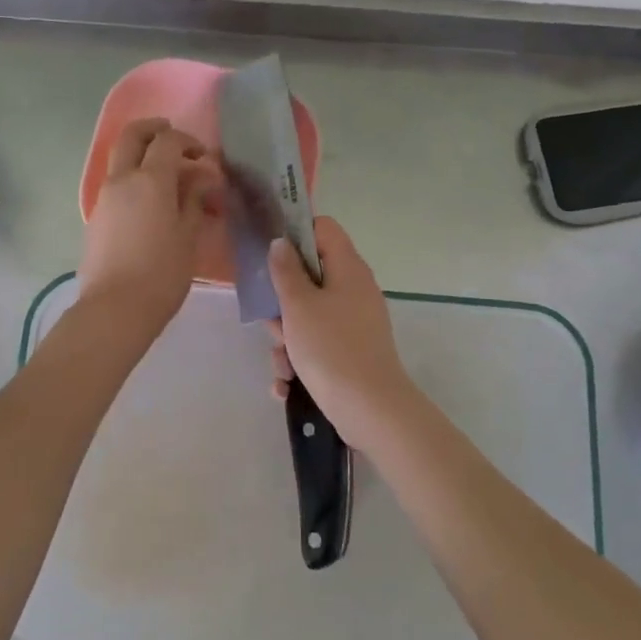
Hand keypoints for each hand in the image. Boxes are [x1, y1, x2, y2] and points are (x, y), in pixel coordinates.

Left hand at [78, 117, 217, 339]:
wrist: (115, 309)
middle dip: (154, 129)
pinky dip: (133, 181)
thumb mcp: (188, 237)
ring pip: (120, 160)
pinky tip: (151, 205)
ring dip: (142, 156)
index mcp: (150, 180)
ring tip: (167, 178)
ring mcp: (104, 198)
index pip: (168, 142)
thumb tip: (200, 179)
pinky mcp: (96, 218)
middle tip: (173, 139)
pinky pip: (116, 185)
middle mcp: (122, 180)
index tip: (204, 158)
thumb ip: (194, 201)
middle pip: (133, 136)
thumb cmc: (161, 274)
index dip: (188, 142)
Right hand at [266, 216, 417, 448]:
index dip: (295, 235)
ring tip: (283, 365)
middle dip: (283, 304)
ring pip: (308, 317)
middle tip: (274, 324)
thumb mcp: (298, 306)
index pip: (323, 229)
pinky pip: (317, 345)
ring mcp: (354, 323)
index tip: (270, 257)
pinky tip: (287, 385)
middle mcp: (354, 291)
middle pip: (309, 278)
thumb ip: (285, 271)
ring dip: (287, 341)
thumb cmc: (331, 348)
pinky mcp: (351, 352)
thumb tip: (281, 242)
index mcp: (348, 269)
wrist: (370, 409)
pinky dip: (301, 363)